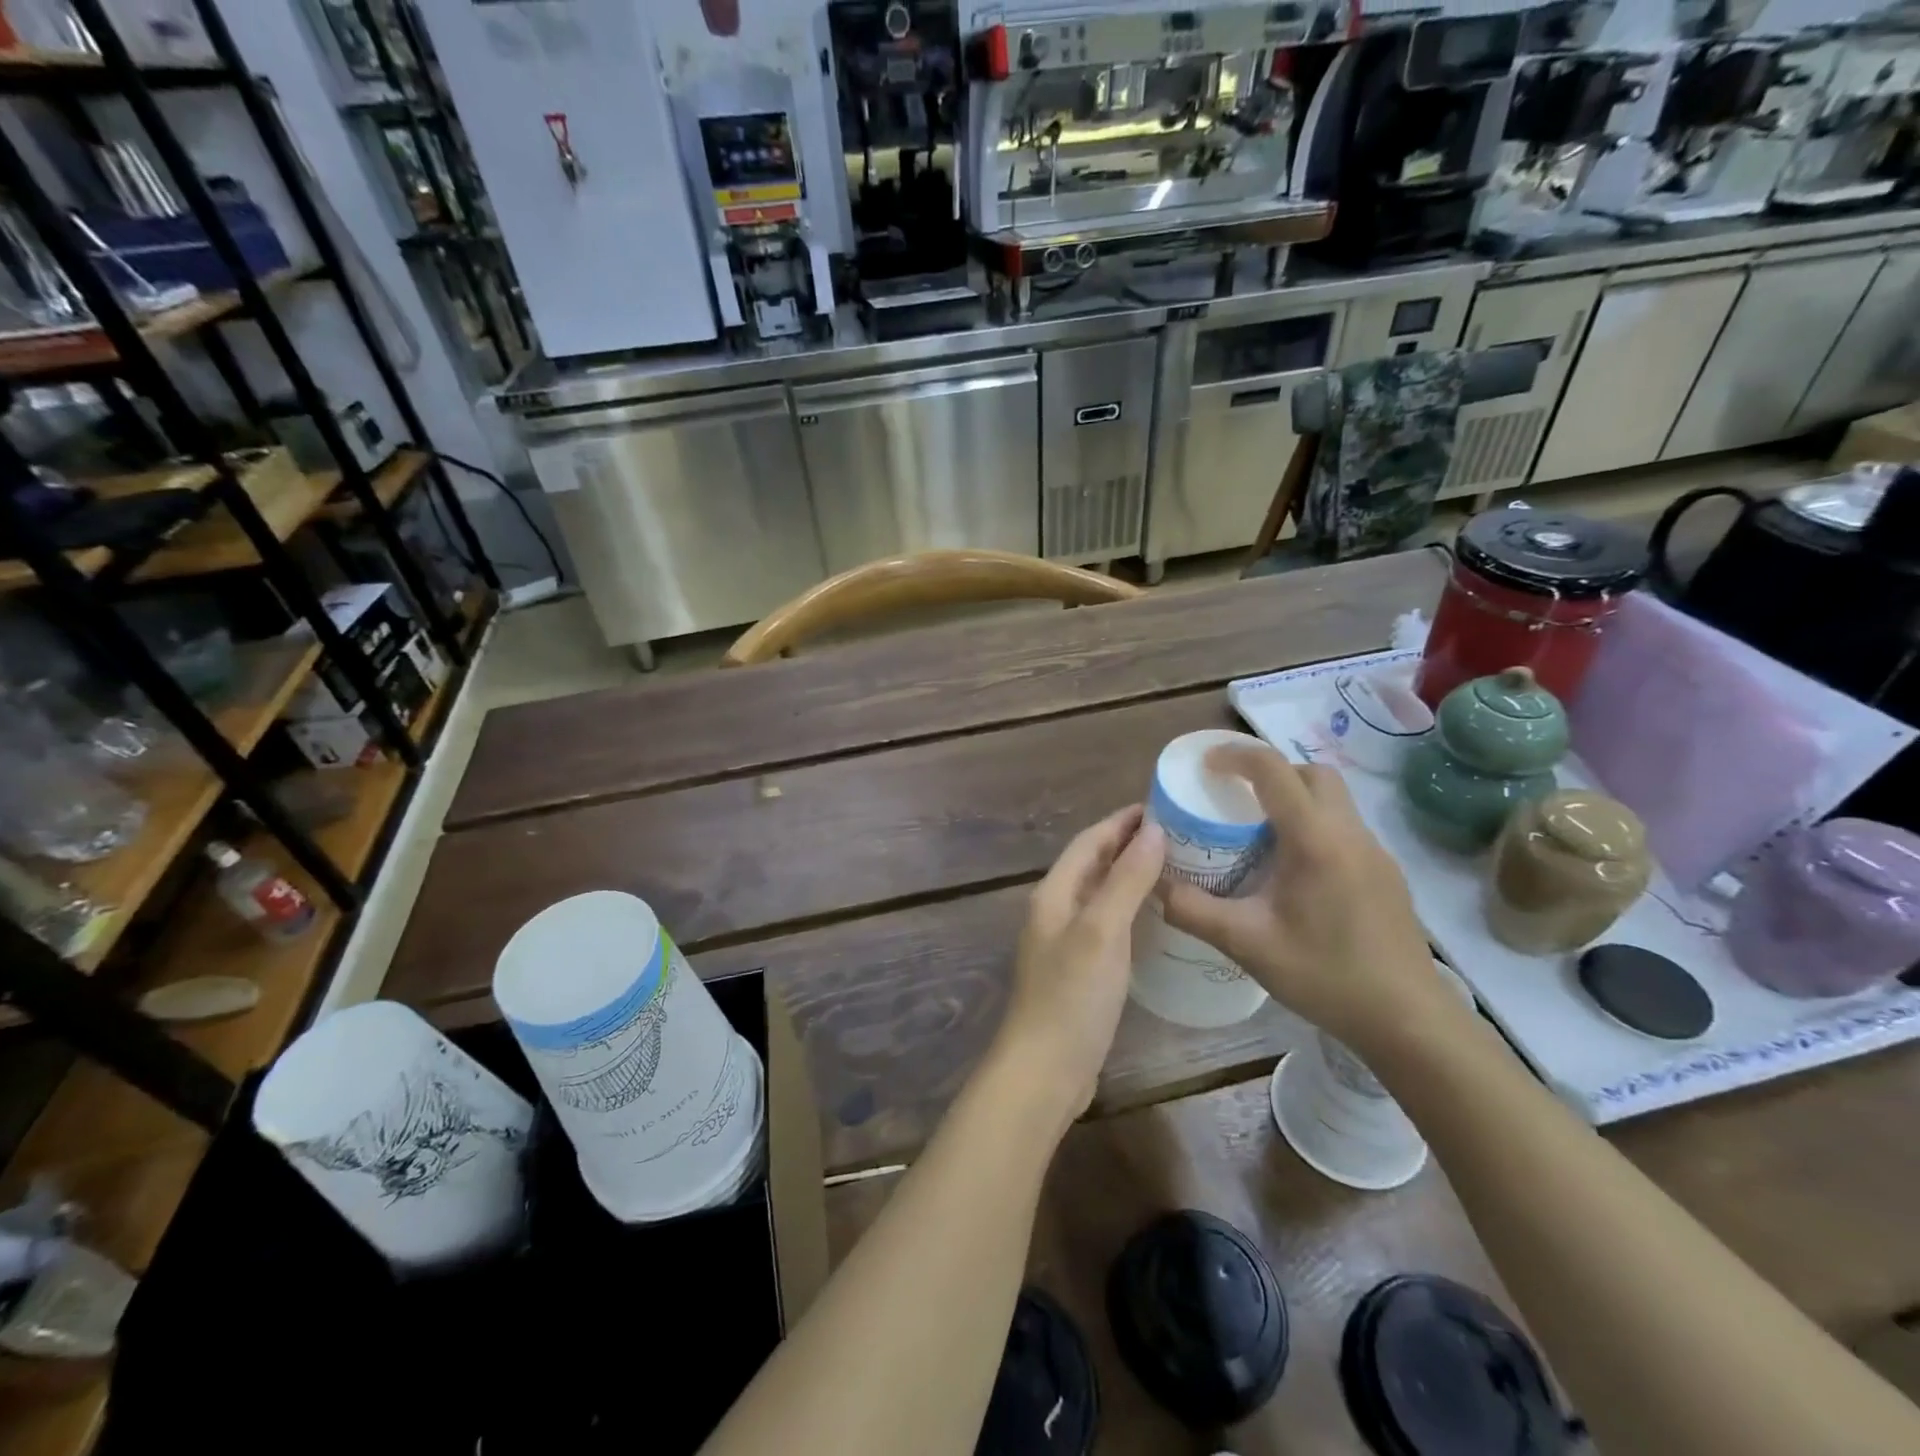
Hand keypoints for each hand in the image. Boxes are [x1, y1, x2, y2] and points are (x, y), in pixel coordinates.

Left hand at [991, 806, 1165, 1130]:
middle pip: (1094, 864)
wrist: (1045, 1069)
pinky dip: (1131, 908)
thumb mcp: (1102, 931)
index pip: (1089, 841)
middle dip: (1129, 844)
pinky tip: (1157, 916)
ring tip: (1176, 866)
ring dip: (1132, 875)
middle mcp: (1056, 910)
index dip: (1121, 821)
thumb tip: (1153, 830)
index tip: (1162, 805)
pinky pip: (1108, 923)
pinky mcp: (1080, 969)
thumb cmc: (1072, 995)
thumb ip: (1127, 880)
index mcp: (1054, 893)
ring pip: (1101, 893)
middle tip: (1179, 833)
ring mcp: (1067, 941)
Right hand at [1160, 742, 1453, 1057]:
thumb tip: (1154, 884)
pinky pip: (1344, 827)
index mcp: (1315, 840)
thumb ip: (1193, 910)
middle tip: (1235, 798)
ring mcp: (1375, 852)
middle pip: (1311, 773)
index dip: (1235, 755)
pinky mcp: (1386, 873)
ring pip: (1333, 799)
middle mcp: (1350, 833)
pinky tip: (1294, 871)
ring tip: (1258, 834)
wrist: (1408, 1020)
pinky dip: (1313, 825)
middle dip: (1270, 772)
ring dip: (1294, 798)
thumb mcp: (1247, 944)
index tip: (1205, 765)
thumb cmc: (1326, 976)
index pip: (1274, 770)